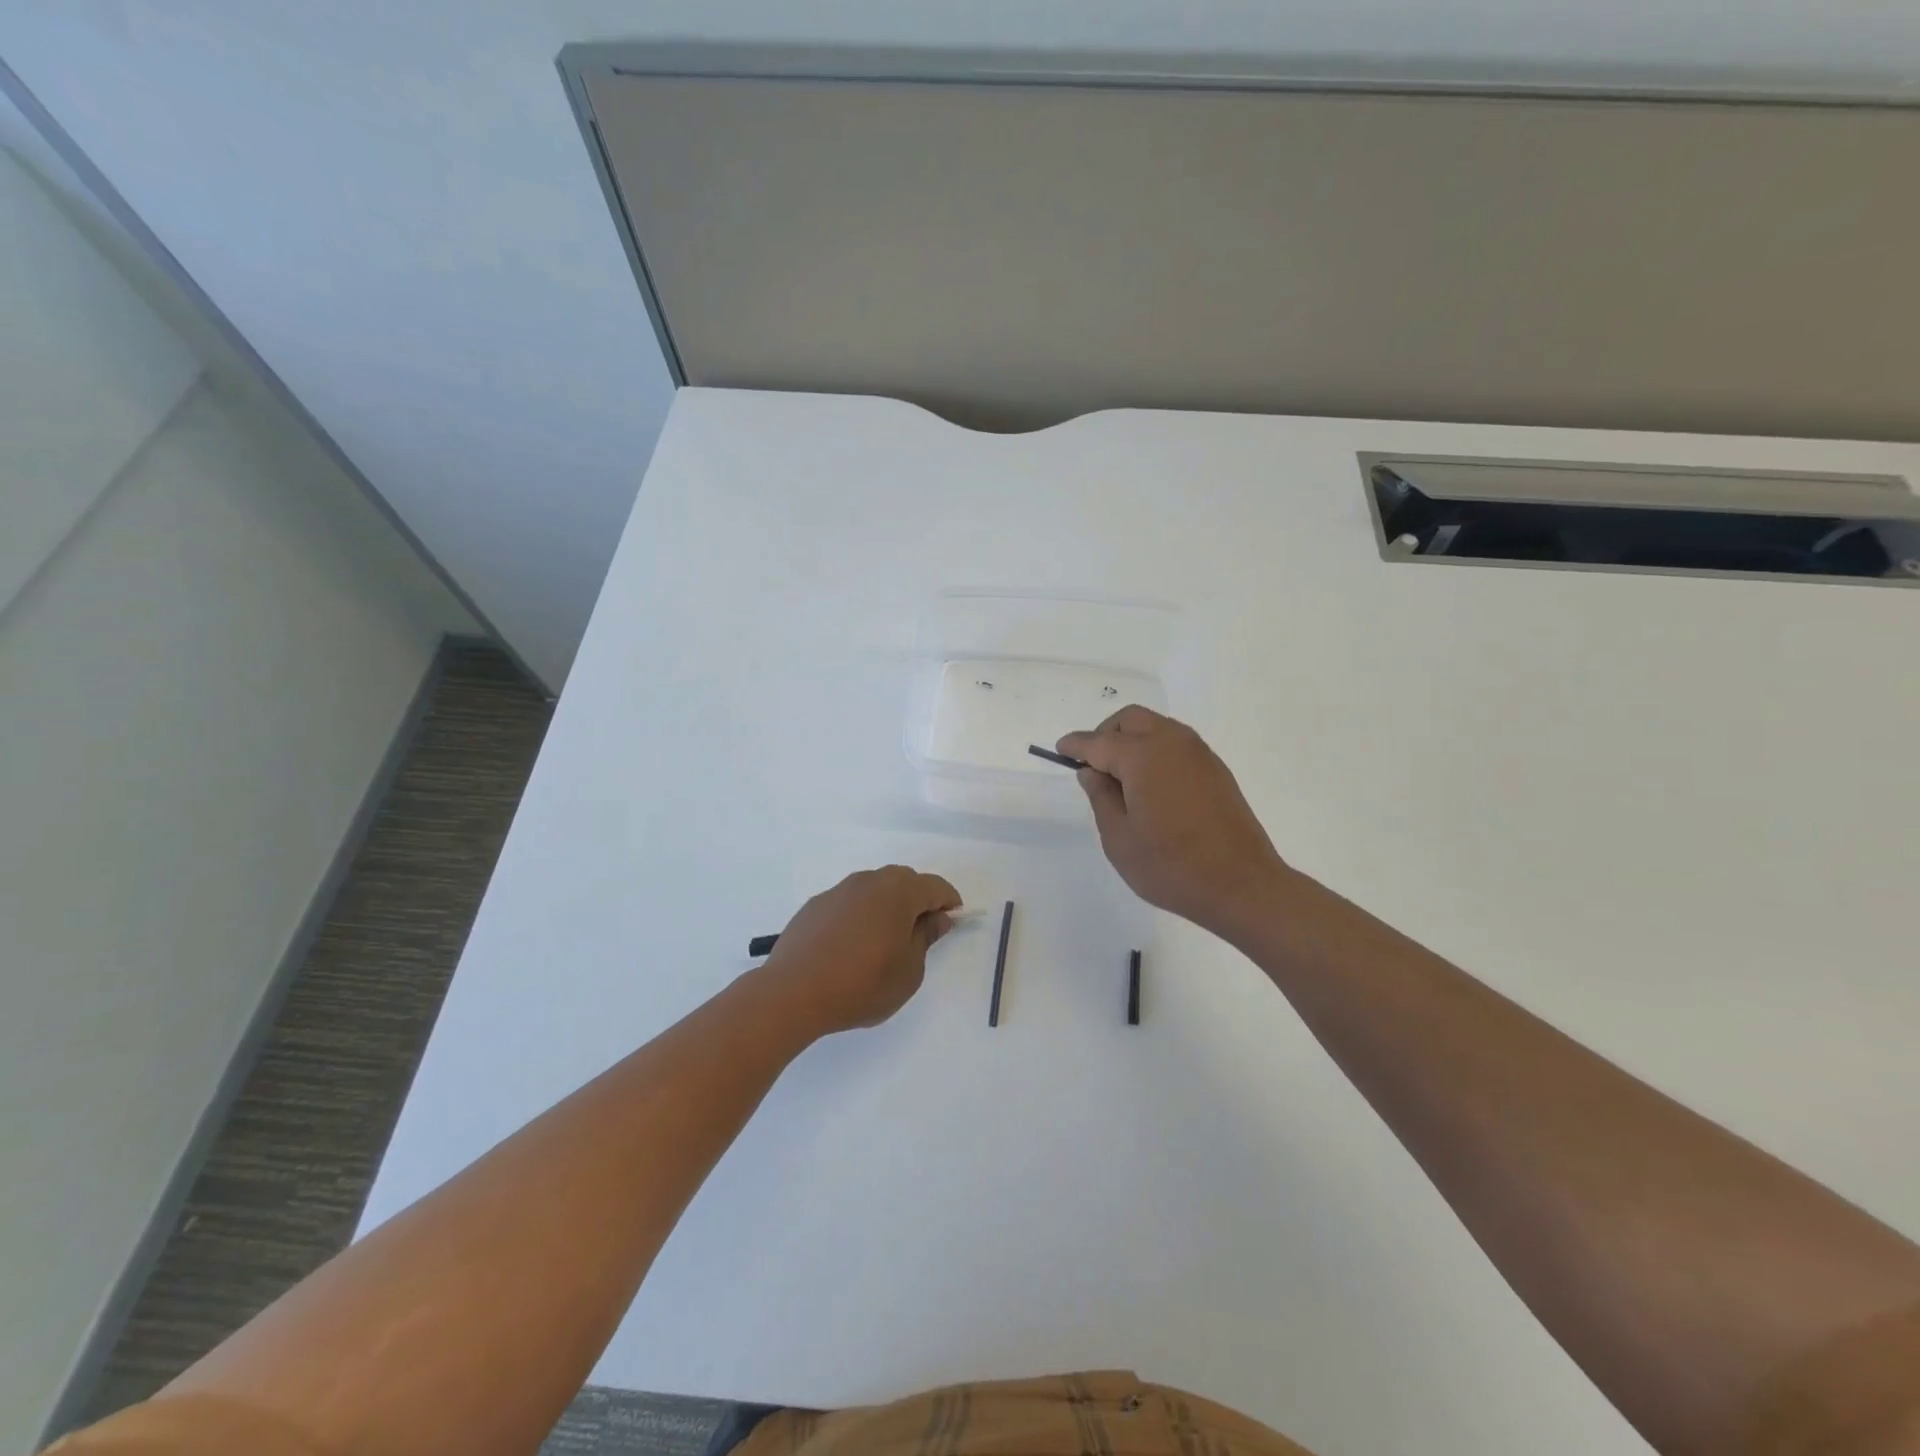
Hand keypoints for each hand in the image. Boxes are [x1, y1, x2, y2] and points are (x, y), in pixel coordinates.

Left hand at [757, 866, 961, 1038]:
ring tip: (886, 941)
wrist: (792, 993)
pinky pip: (849, 903)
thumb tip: (936, 918)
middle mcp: (868, 881)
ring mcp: (838, 891)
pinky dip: (860, 915)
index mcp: (898, 892)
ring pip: (874, 890)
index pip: (935, 886)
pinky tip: (853, 945)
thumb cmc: (862, 985)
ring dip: (887, 906)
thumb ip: (926, 938)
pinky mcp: (815, 905)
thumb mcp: (909, 971)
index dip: (948, 902)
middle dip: (918, 901)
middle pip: (904, 881)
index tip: (953, 921)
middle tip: (922, 932)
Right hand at [1058, 707, 1287, 936]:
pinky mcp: (1215, 769)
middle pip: (1130, 720)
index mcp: (1142, 756)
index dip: (1076, 745)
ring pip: (1156, 727)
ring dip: (1132, 740)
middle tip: (1093, 766)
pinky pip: (1176, 744)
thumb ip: (1101, 797)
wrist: (1242, 884)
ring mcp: (1199, 753)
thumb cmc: (1171, 866)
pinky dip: (1155, 751)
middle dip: (1106, 734)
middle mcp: (1172, 742)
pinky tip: (1151, 785)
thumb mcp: (1119, 838)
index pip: (1098, 742)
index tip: (1060, 750)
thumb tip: (1092, 771)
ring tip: (1121, 778)